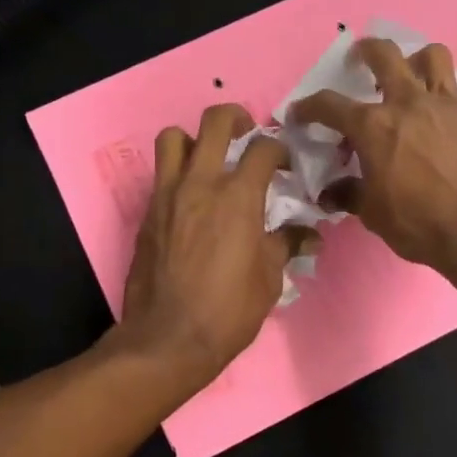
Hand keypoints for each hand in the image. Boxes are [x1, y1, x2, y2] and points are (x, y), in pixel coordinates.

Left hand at [116, 103, 312, 394]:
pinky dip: (178, 173)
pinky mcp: (147, 213)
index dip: (280, 150)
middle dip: (236, 117)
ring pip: (174, 138)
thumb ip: (287, 245)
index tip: (286, 166)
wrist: (167, 338)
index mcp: (238, 197)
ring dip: (194, 139)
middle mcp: (201, 184)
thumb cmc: (228, 310)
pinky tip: (191, 200)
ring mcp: (168, 195)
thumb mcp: (269, 279)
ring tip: (209, 159)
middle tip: (247, 133)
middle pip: (215, 122)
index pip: (263, 149)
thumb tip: (309, 235)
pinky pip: (161, 174)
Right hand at [290, 39, 456, 276]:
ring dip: (417, 62)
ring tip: (412, 78)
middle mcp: (409, 103)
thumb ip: (350, 194)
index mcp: (374, 126)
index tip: (300, 113)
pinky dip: (448, 114)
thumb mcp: (372, 214)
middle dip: (367, 50)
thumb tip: (331, 193)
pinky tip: (449, 135)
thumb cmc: (418, 224)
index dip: (309, 107)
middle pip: (385, 54)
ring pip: (433, 57)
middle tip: (362, 58)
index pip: (329, 105)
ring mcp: (450, 107)